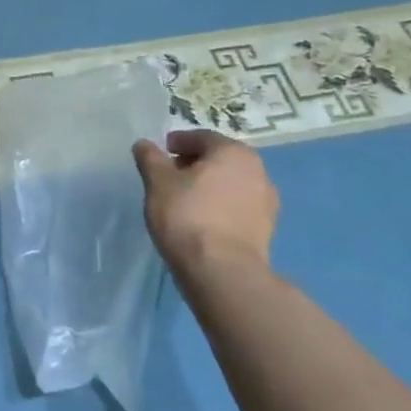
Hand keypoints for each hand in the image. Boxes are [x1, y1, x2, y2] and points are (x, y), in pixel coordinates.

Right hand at [133, 129, 278, 276]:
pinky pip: (237, 206)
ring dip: (208, 186)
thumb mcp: (157, 181)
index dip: (178, 142)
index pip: (201, 137)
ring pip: (230, 183)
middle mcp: (257, 171)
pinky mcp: (266, 230)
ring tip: (183, 200)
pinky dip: (219, 206)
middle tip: (169, 175)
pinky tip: (200, 220)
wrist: (222, 273)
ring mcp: (266, 202)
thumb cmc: (188, 215)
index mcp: (233, 152)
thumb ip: (150, 158)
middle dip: (194, 163)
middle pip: (219, 159)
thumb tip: (144, 144)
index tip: (161, 154)